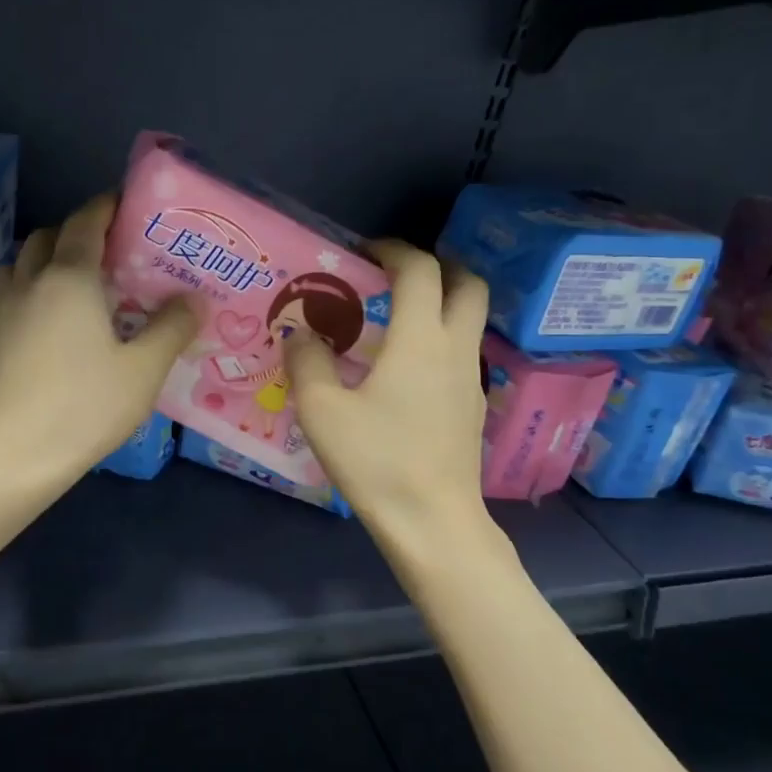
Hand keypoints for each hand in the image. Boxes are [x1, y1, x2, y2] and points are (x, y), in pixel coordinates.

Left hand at [0, 194, 197, 476]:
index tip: (126, 206)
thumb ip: (172, 328)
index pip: (86, 223)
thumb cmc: (87, 405)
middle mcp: (32, 282)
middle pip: (47, 236)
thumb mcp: (144, 369)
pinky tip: (49, 319)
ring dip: (46, 258)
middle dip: (76, 231)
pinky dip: (30, 288)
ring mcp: (5, 310)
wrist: (19, 454)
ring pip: (21, 263)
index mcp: (71, 278)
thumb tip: (195, 299)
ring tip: (75, 281)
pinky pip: (10, 294)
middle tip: (108, 251)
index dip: (106, 207)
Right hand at [283, 240, 489, 537]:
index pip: (419, 269)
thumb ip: (307, 362)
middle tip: (396, 275)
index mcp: (420, 339)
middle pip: (467, 283)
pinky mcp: (473, 408)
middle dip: (437, 266)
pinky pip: (462, 353)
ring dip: (441, 303)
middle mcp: (455, 348)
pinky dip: (440, 339)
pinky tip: (405, 370)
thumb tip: (299, 334)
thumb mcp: (322, 411)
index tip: (363, 252)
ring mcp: (471, 379)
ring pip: (470, 319)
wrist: (433, 522)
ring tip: (395, 319)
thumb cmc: (377, 460)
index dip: (392, 249)